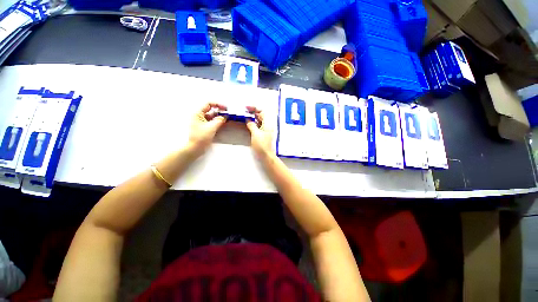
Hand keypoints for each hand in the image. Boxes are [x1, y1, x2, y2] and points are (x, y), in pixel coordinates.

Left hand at [188, 103, 226, 155]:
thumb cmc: (201, 137)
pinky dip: (217, 122)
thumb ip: (219, 120)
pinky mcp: (204, 127)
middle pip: (211, 110)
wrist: (195, 148)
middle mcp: (199, 116)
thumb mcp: (211, 127)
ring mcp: (201, 122)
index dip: (218, 105)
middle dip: (219, 111)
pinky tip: (222, 124)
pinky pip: (212, 122)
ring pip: (212, 116)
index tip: (225, 108)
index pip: (208, 104)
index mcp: (197, 113)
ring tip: (226, 119)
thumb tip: (225, 116)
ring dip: (219, 117)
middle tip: (227, 114)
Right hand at [246, 106, 273, 159]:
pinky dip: (253, 123)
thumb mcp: (255, 134)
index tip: (247, 108)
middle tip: (244, 111)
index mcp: (268, 124)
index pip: (262, 112)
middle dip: (253, 113)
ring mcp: (265, 130)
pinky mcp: (262, 134)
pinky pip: (258, 126)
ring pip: (259, 121)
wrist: (266, 155)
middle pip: (260, 116)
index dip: (255, 109)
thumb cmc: (262, 145)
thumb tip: (248, 120)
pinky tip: (248, 123)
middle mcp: (267, 126)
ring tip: (245, 116)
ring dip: (252, 118)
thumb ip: (251, 125)